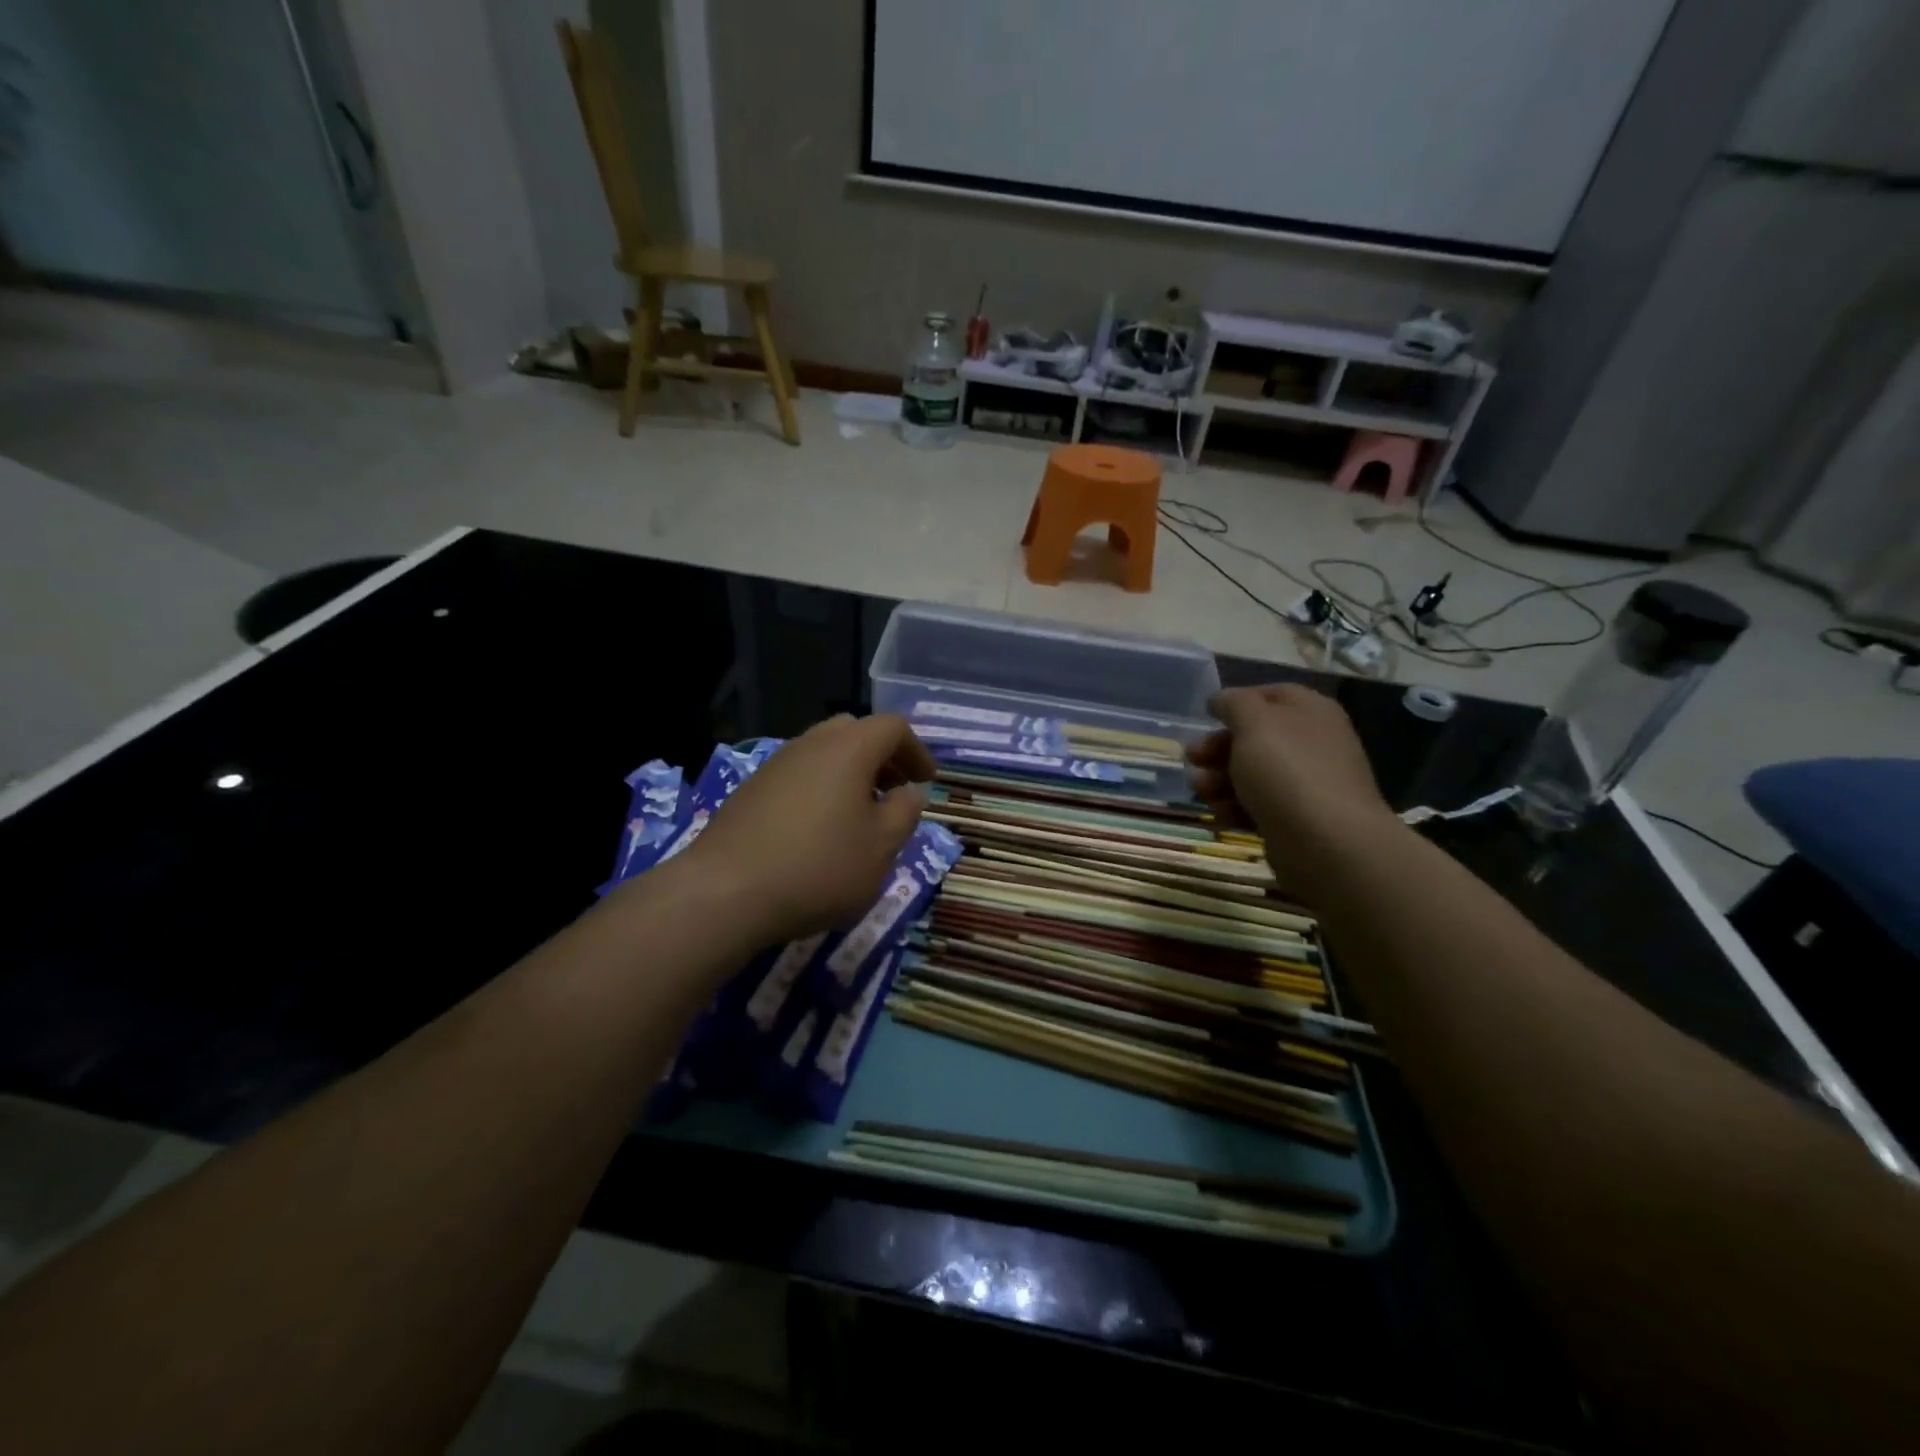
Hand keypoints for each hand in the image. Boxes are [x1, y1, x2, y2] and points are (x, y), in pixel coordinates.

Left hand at [680, 714, 935, 945]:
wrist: (726, 892)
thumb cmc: (818, 867)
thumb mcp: (880, 848)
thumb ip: (903, 813)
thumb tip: (909, 793)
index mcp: (848, 749)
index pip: (892, 727)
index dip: (916, 751)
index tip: (926, 781)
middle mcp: (810, 744)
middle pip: (854, 731)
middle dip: (882, 757)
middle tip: (894, 790)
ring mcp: (775, 764)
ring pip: (823, 752)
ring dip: (850, 773)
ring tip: (860, 814)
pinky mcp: (751, 789)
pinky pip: (798, 774)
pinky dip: (821, 787)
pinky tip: (820, 829)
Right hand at [1187, 685, 1394, 876]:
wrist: (1326, 843)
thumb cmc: (1286, 770)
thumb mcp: (1254, 722)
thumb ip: (1233, 703)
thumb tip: (1222, 700)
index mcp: (1310, 711)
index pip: (1270, 695)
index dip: (1236, 702)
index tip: (1207, 717)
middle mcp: (1313, 743)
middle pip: (1256, 737)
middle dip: (1219, 748)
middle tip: (1193, 758)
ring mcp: (1307, 783)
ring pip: (1252, 774)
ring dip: (1220, 780)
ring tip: (1202, 792)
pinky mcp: (1297, 819)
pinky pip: (1259, 806)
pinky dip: (1236, 808)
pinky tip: (1222, 816)